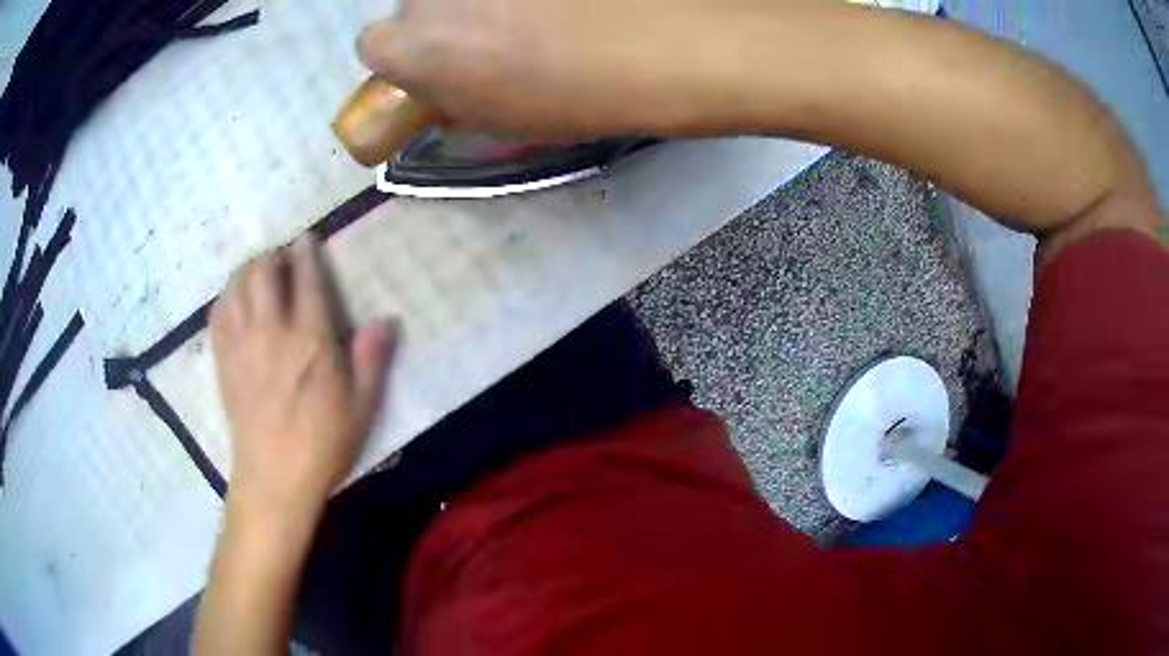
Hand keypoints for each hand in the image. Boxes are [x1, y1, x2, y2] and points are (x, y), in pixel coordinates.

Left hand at [210, 235, 395, 520]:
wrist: (274, 479)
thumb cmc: (322, 444)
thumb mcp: (361, 407)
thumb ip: (372, 359)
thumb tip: (386, 319)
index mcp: (310, 340)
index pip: (306, 278)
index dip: (307, 252)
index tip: (307, 239)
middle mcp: (271, 331)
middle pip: (262, 270)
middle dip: (272, 256)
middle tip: (282, 261)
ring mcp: (241, 344)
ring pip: (236, 285)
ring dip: (247, 271)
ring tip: (257, 276)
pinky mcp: (223, 361)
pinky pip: (218, 314)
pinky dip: (226, 298)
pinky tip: (235, 305)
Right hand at [356, 0, 774, 137]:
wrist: (666, 41)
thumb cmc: (582, 96)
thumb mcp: (505, 119)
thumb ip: (455, 98)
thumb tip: (446, 86)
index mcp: (415, 48)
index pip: (374, 47)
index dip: (407, 56)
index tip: (439, 63)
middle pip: (419, 4)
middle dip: (448, 19)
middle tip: (503, 33)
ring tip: (546, 10)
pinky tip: (569, 3)